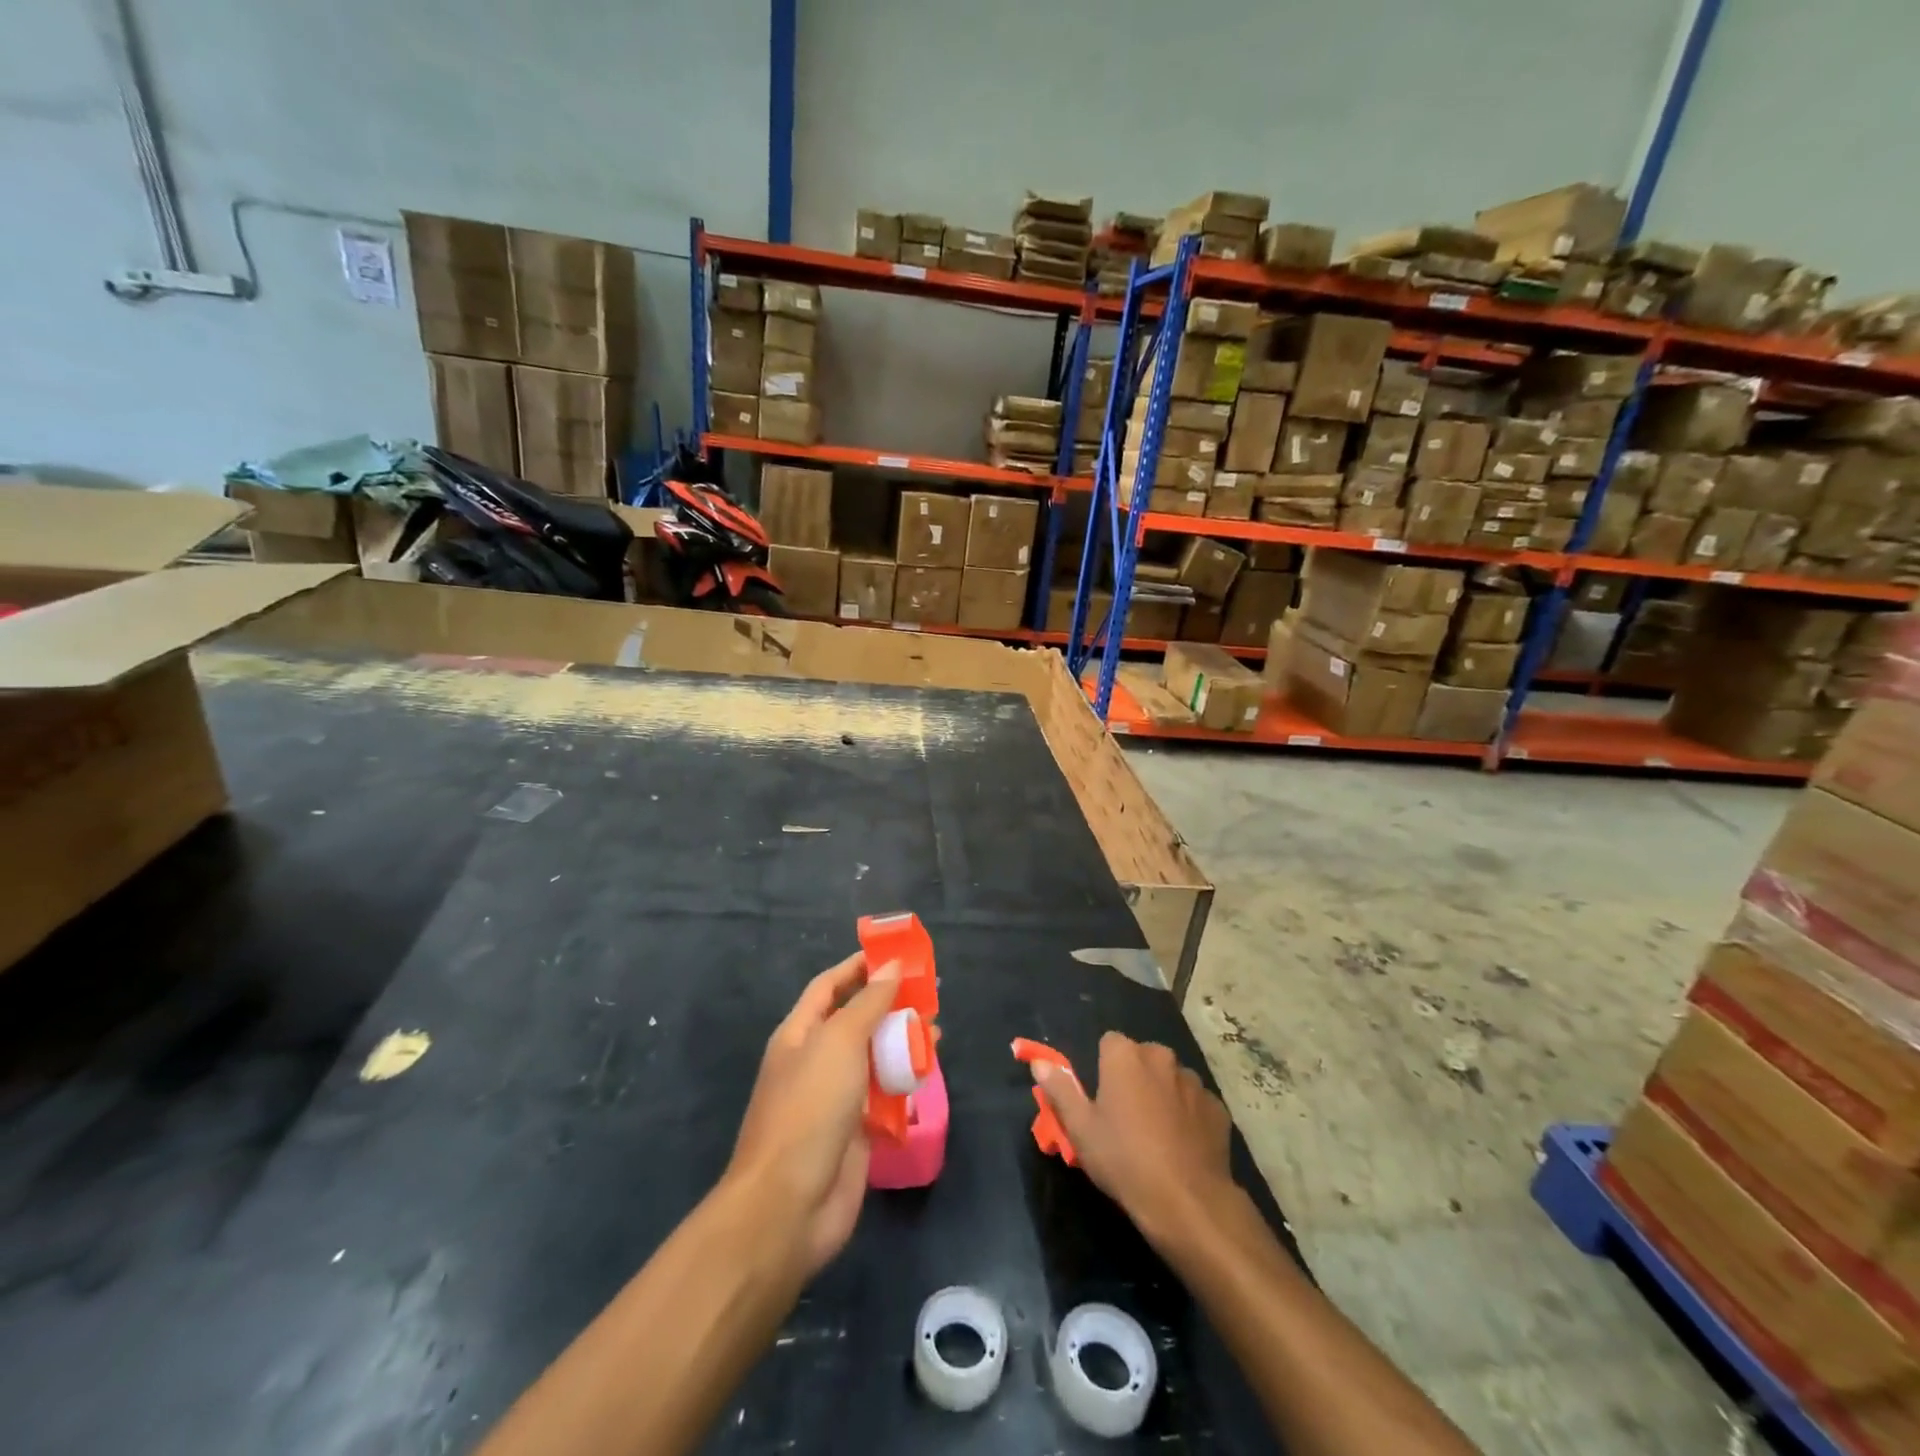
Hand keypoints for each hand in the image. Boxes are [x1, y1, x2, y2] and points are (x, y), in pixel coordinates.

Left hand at [724, 952, 899, 1276]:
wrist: (789, 1205)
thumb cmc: (809, 1108)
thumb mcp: (839, 1042)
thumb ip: (869, 1002)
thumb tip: (892, 966)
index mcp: (800, 1034)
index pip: (830, 986)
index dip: (859, 967)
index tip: (897, 954)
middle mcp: (816, 1060)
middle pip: (856, 1020)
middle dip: (890, 1004)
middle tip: (930, 993)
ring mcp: (835, 1098)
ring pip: (874, 1058)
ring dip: (902, 1042)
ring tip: (937, 1030)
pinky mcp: (857, 1132)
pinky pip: (885, 1096)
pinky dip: (905, 1082)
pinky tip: (929, 1073)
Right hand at [1033, 1032, 1237, 1248]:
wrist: (1188, 1201)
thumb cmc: (1124, 1160)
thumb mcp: (1080, 1129)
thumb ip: (1060, 1089)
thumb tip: (1038, 1061)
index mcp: (1125, 1056)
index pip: (1109, 1043)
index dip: (1103, 1068)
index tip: (1101, 1098)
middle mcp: (1161, 1057)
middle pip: (1142, 1058)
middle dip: (1135, 1078)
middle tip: (1125, 1118)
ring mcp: (1194, 1081)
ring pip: (1171, 1079)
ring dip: (1163, 1095)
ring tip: (1156, 1135)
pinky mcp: (1217, 1107)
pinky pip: (1195, 1103)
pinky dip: (1188, 1116)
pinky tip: (1182, 1147)